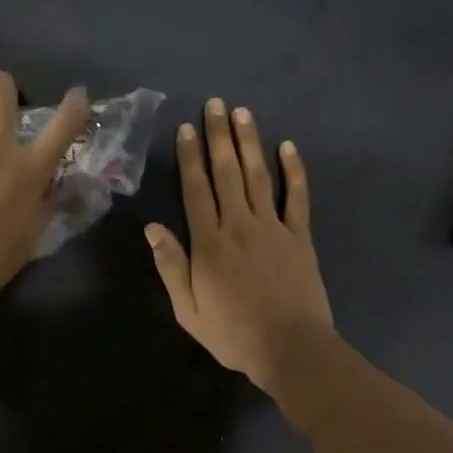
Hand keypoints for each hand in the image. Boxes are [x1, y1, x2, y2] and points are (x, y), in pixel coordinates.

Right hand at [146, 97, 333, 392]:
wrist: (290, 348)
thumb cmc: (233, 334)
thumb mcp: (188, 309)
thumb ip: (171, 266)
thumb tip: (152, 228)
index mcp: (209, 243)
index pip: (196, 190)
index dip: (190, 157)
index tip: (187, 128)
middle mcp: (240, 225)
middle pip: (227, 173)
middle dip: (219, 136)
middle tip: (217, 104)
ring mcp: (273, 228)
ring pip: (259, 176)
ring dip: (250, 143)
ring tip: (243, 113)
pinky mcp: (300, 237)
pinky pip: (297, 198)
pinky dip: (294, 171)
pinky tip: (289, 147)